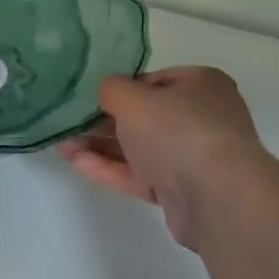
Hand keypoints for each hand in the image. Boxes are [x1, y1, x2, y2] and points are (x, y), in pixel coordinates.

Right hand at [59, 67, 270, 248]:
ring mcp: (192, 157)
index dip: (120, 87)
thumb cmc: (178, 132)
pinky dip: (110, 168)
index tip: (89, 95)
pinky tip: (75, 162)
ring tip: (60, 142)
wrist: (218, 198)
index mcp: (201, 85)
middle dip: (104, 120)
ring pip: (139, 147)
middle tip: (67, 120)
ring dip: (101, 145)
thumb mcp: (134, 99)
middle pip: (145, 116)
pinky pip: (140, 174)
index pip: (154, 80)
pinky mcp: (181, 191)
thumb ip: (111, 89)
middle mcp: (201, 118)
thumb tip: (105, 90)